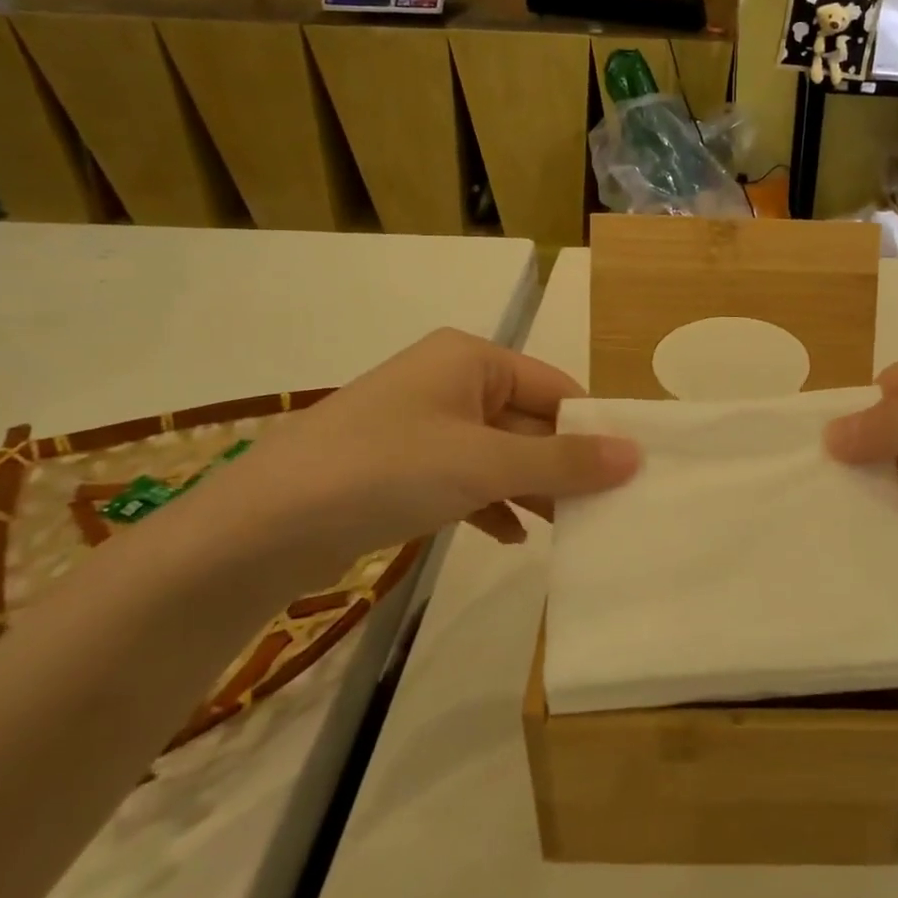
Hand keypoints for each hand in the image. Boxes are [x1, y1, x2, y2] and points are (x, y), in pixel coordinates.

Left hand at [197, 329, 638, 580]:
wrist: (261, 528)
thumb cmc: (386, 470)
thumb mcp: (484, 464)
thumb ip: (562, 462)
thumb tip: (636, 455)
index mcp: (472, 359)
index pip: (556, 387)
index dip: (593, 428)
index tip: (629, 472)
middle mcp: (450, 381)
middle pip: (529, 421)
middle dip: (562, 466)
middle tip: (606, 510)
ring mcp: (424, 424)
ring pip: (499, 453)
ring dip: (531, 489)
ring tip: (569, 530)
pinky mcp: (403, 465)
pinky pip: (466, 478)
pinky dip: (491, 504)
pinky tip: (511, 538)